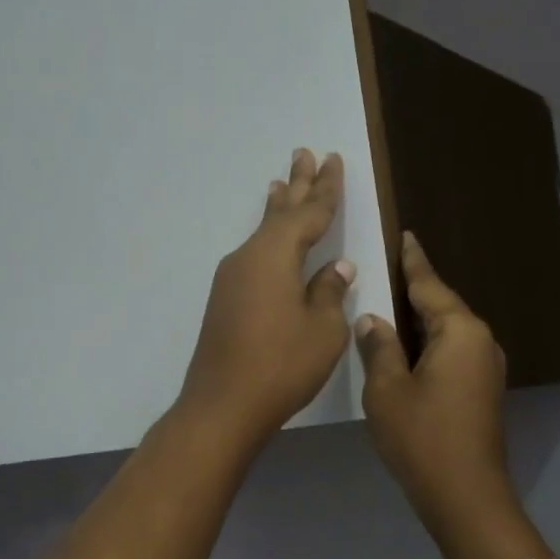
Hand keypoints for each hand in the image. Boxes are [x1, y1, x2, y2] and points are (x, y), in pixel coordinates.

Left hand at [177, 149, 356, 452]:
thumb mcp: (322, 330)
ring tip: (281, 182)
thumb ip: (330, 293)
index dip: (326, 188)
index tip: (333, 159)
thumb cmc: (281, 365)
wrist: (223, 405)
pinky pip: (253, 254)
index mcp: (276, 255)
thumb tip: (336, 269)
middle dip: (298, 184)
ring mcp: (232, 279)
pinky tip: (268, 239)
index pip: (309, 213)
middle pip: (280, 213)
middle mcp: (249, 257)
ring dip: (276, 208)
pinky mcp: (226, 300)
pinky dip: (266, 238)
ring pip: (262, 232)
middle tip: (305, 152)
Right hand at [354, 233, 524, 553]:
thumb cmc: (422, 437)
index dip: (413, 261)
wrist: (465, 495)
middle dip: (415, 290)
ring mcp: (485, 368)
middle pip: (442, 306)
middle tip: (385, 269)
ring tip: (388, 305)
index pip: (430, 285)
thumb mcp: (387, 389)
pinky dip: (428, 344)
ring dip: (420, 320)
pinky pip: (452, 352)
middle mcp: (480, 342)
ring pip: (447, 331)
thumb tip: (373, 320)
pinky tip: (405, 348)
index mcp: (460, 331)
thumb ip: (379, 347)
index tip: (406, 235)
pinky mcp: (482, 390)